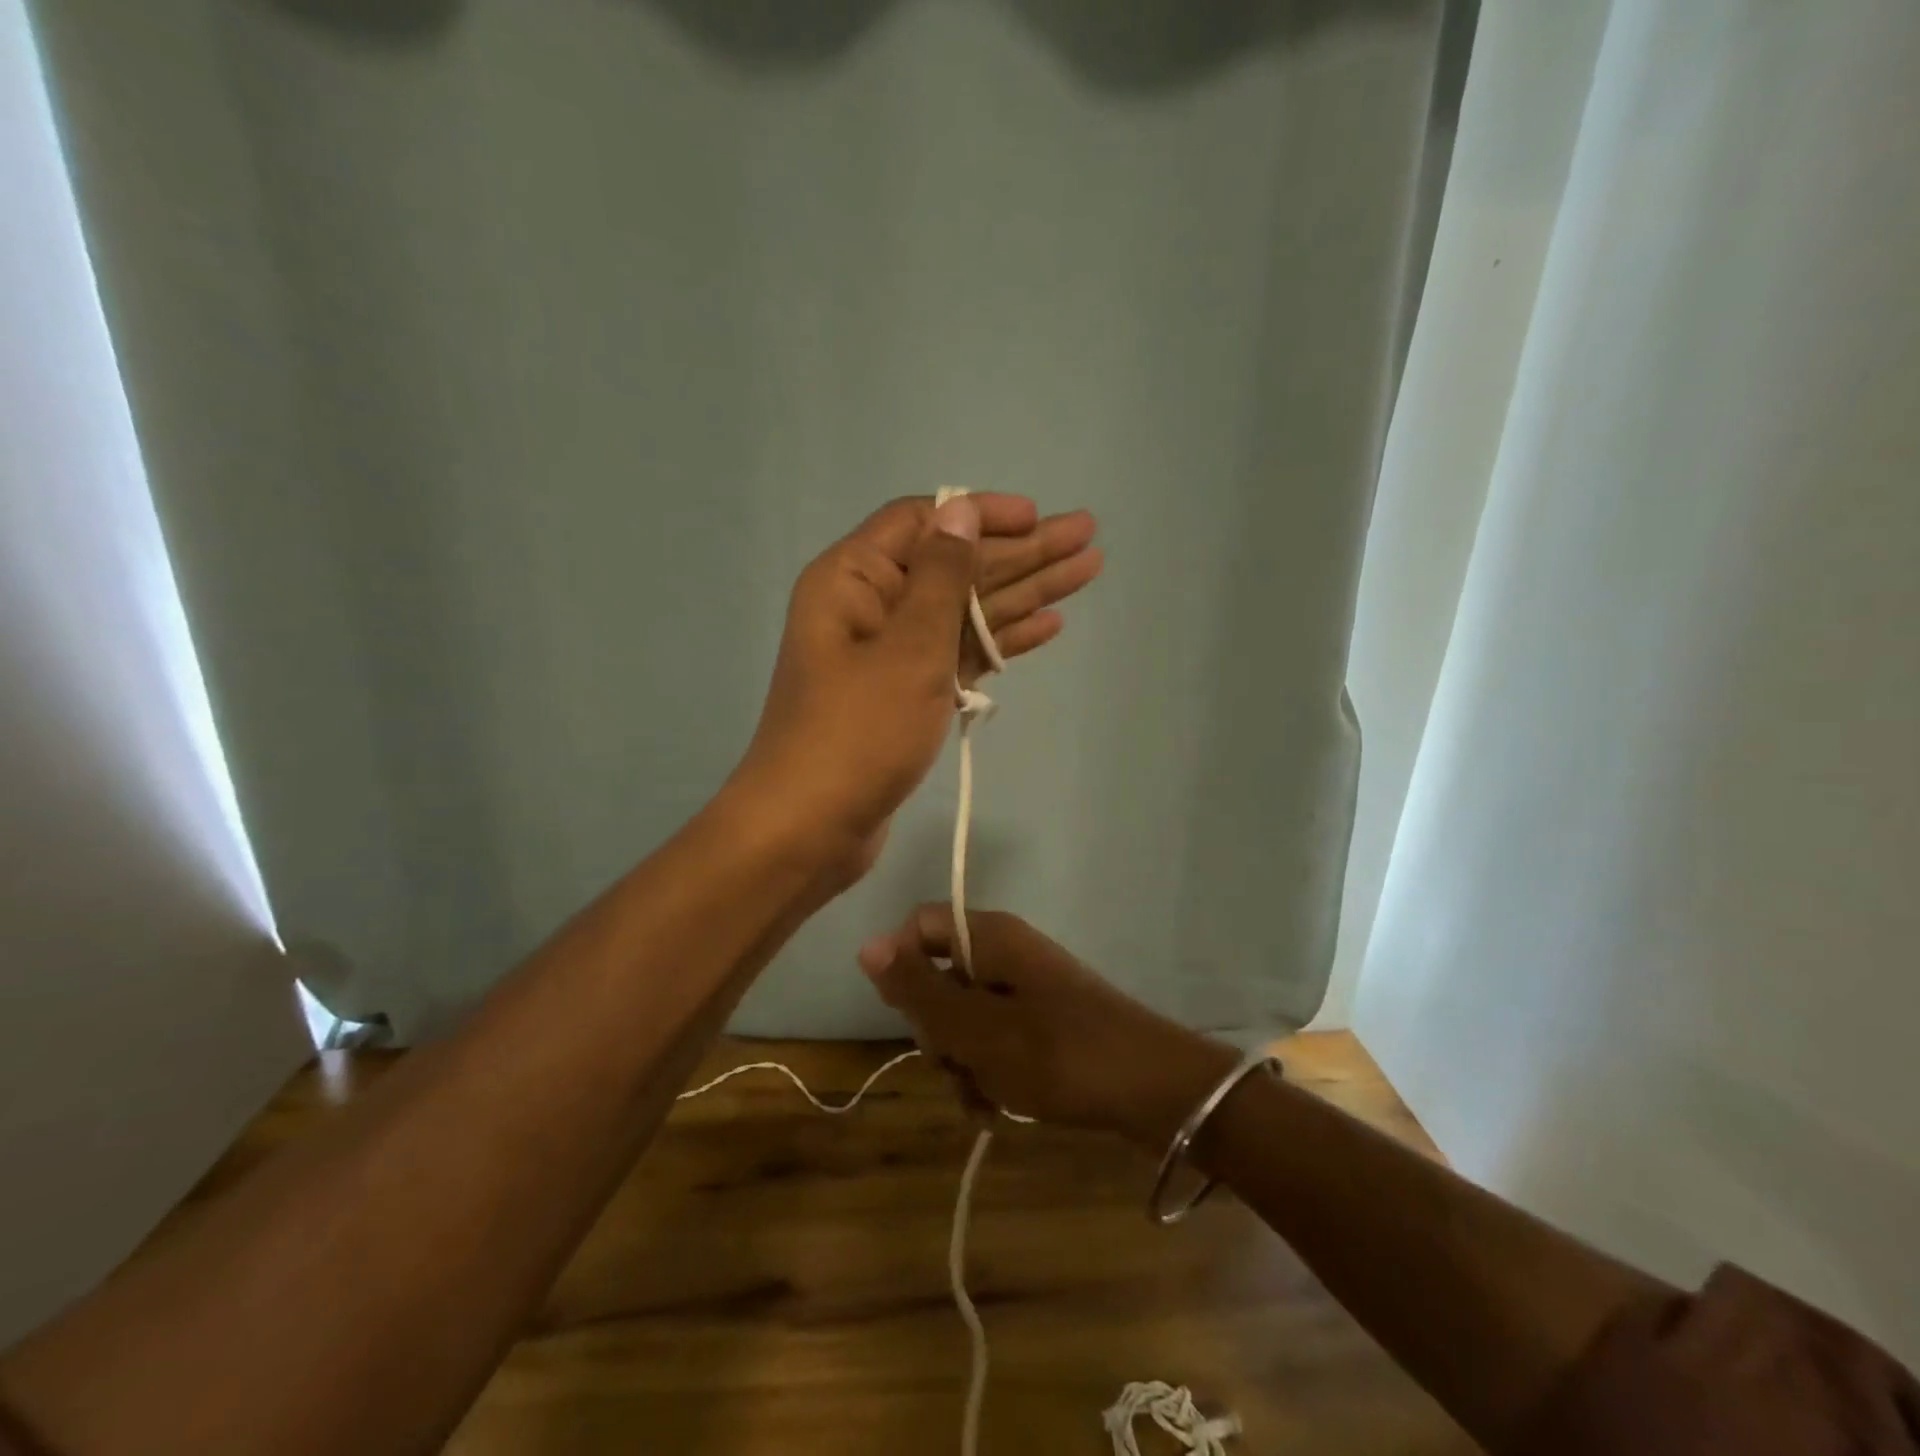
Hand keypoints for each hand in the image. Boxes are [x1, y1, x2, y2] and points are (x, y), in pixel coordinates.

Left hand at [731, 495, 1100, 876]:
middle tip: (1088, 537)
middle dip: (1023, 552)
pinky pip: (960, 654)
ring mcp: (891, 655)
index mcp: (854, 579)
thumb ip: (941, 576)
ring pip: (966, 611)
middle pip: (956, 566)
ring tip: (1086, 572)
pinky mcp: (908, 696)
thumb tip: (961, 509)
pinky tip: (1048, 625)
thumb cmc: (857, 732)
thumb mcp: (907, 647)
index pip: (924, 523)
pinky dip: (1001, 640)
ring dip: (1024, 593)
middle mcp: (872, 607)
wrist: (811, 829)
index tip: (1039, 516)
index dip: (983, 514)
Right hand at [857, 905, 1237, 1149]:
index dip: (902, 967)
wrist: (1154, 1091)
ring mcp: (1028, 989)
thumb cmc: (1057, 1053)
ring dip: (962, 1061)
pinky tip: (999, 1109)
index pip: (920, 927)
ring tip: (984, 1099)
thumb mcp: (975, 1028)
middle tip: (956, 1064)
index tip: (909, 1015)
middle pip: (940, 977)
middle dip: (936, 1029)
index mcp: (990, 936)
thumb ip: (918, 989)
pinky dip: (989, 1072)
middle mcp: (1007, 952)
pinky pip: (996, 1039)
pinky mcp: (1044, 1023)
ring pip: (965, 1017)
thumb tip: (867, 946)